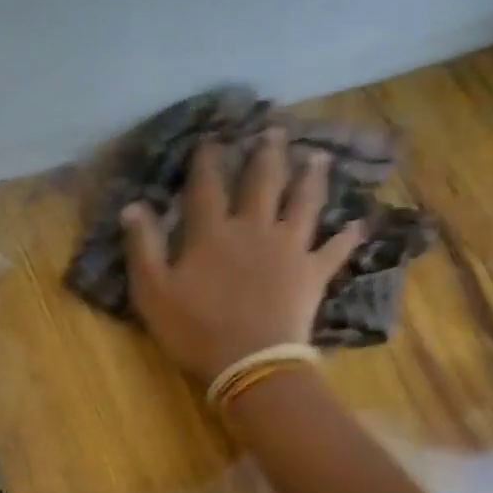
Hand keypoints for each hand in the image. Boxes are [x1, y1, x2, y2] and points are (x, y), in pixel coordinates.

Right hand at [122, 129, 364, 381]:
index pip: (208, 187)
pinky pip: (334, 251)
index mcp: (213, 234)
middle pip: (263, 183)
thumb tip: (133, 205)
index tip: (211, 138)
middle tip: (275, 129)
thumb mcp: (153, 292)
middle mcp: (254, 230)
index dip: (208, 161)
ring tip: (318, 157)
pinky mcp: (313, 274)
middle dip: (267, 154)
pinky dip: (347, 237)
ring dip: (311, 178)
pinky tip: (359, 224)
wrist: (250, 363)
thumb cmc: (196, 330)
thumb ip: (143, 247)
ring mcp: (289, 249)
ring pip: (303, 204)